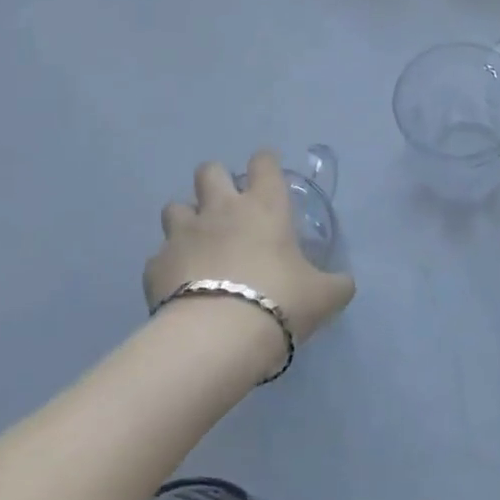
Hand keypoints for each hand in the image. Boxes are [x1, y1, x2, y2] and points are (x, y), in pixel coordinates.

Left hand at [144, 150, 355, 349]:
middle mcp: (221, 210)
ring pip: (175, 206)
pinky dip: (171, 264)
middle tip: (230, 206)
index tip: (270, 174)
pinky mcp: (155, 265)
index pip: (264, 163)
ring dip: (188, 218)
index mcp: (265, 206)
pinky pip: (160, 255)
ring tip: (200, 242)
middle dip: (217, 181)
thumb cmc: (281, 300)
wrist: (218, 336)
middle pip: (209, 171)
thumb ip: (336, 283)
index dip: (267, 163)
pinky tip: (182, 283)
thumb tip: (344, 283)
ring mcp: (182, 235)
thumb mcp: (325, 295)